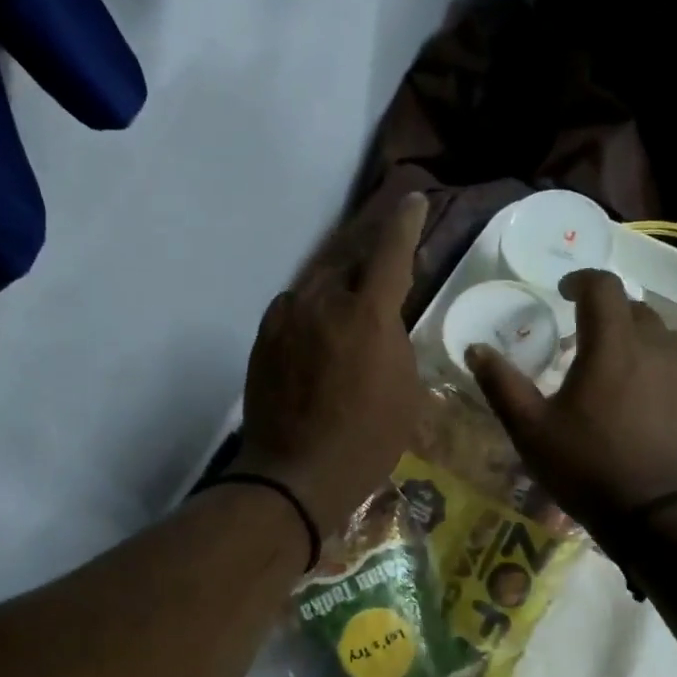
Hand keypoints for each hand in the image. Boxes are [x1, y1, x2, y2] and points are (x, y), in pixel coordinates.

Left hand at [230, 193, 428, 537]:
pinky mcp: (264, 336)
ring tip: (353, 299)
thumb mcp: (404, 390)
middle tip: (386, 261)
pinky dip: (314, 308)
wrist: (295, 475)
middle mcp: (324, 302)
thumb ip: (395, 340)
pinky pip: (296, 306)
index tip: (412, 202)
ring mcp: (287, 317)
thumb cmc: (367, 440)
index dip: (405, 223)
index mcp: (368, 314)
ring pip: (320, 282)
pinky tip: (321, 329)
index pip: (391, 251)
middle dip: (371, 256)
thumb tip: (381, 320)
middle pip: (350, 260)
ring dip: (340, 283)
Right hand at [466, 270, 676, 535]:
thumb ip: (503, 386)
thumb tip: (476, 349)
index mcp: (614, 344)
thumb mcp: (533, 432)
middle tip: (594, 347)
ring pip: (673, 344)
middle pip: (639, 313)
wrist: (669, 520)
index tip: (565, 293)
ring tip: (635, 380)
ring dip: (650, 350)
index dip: (581, 281)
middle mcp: (663, 346)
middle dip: (614, 319)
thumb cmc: (592, 470)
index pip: (602, 286)